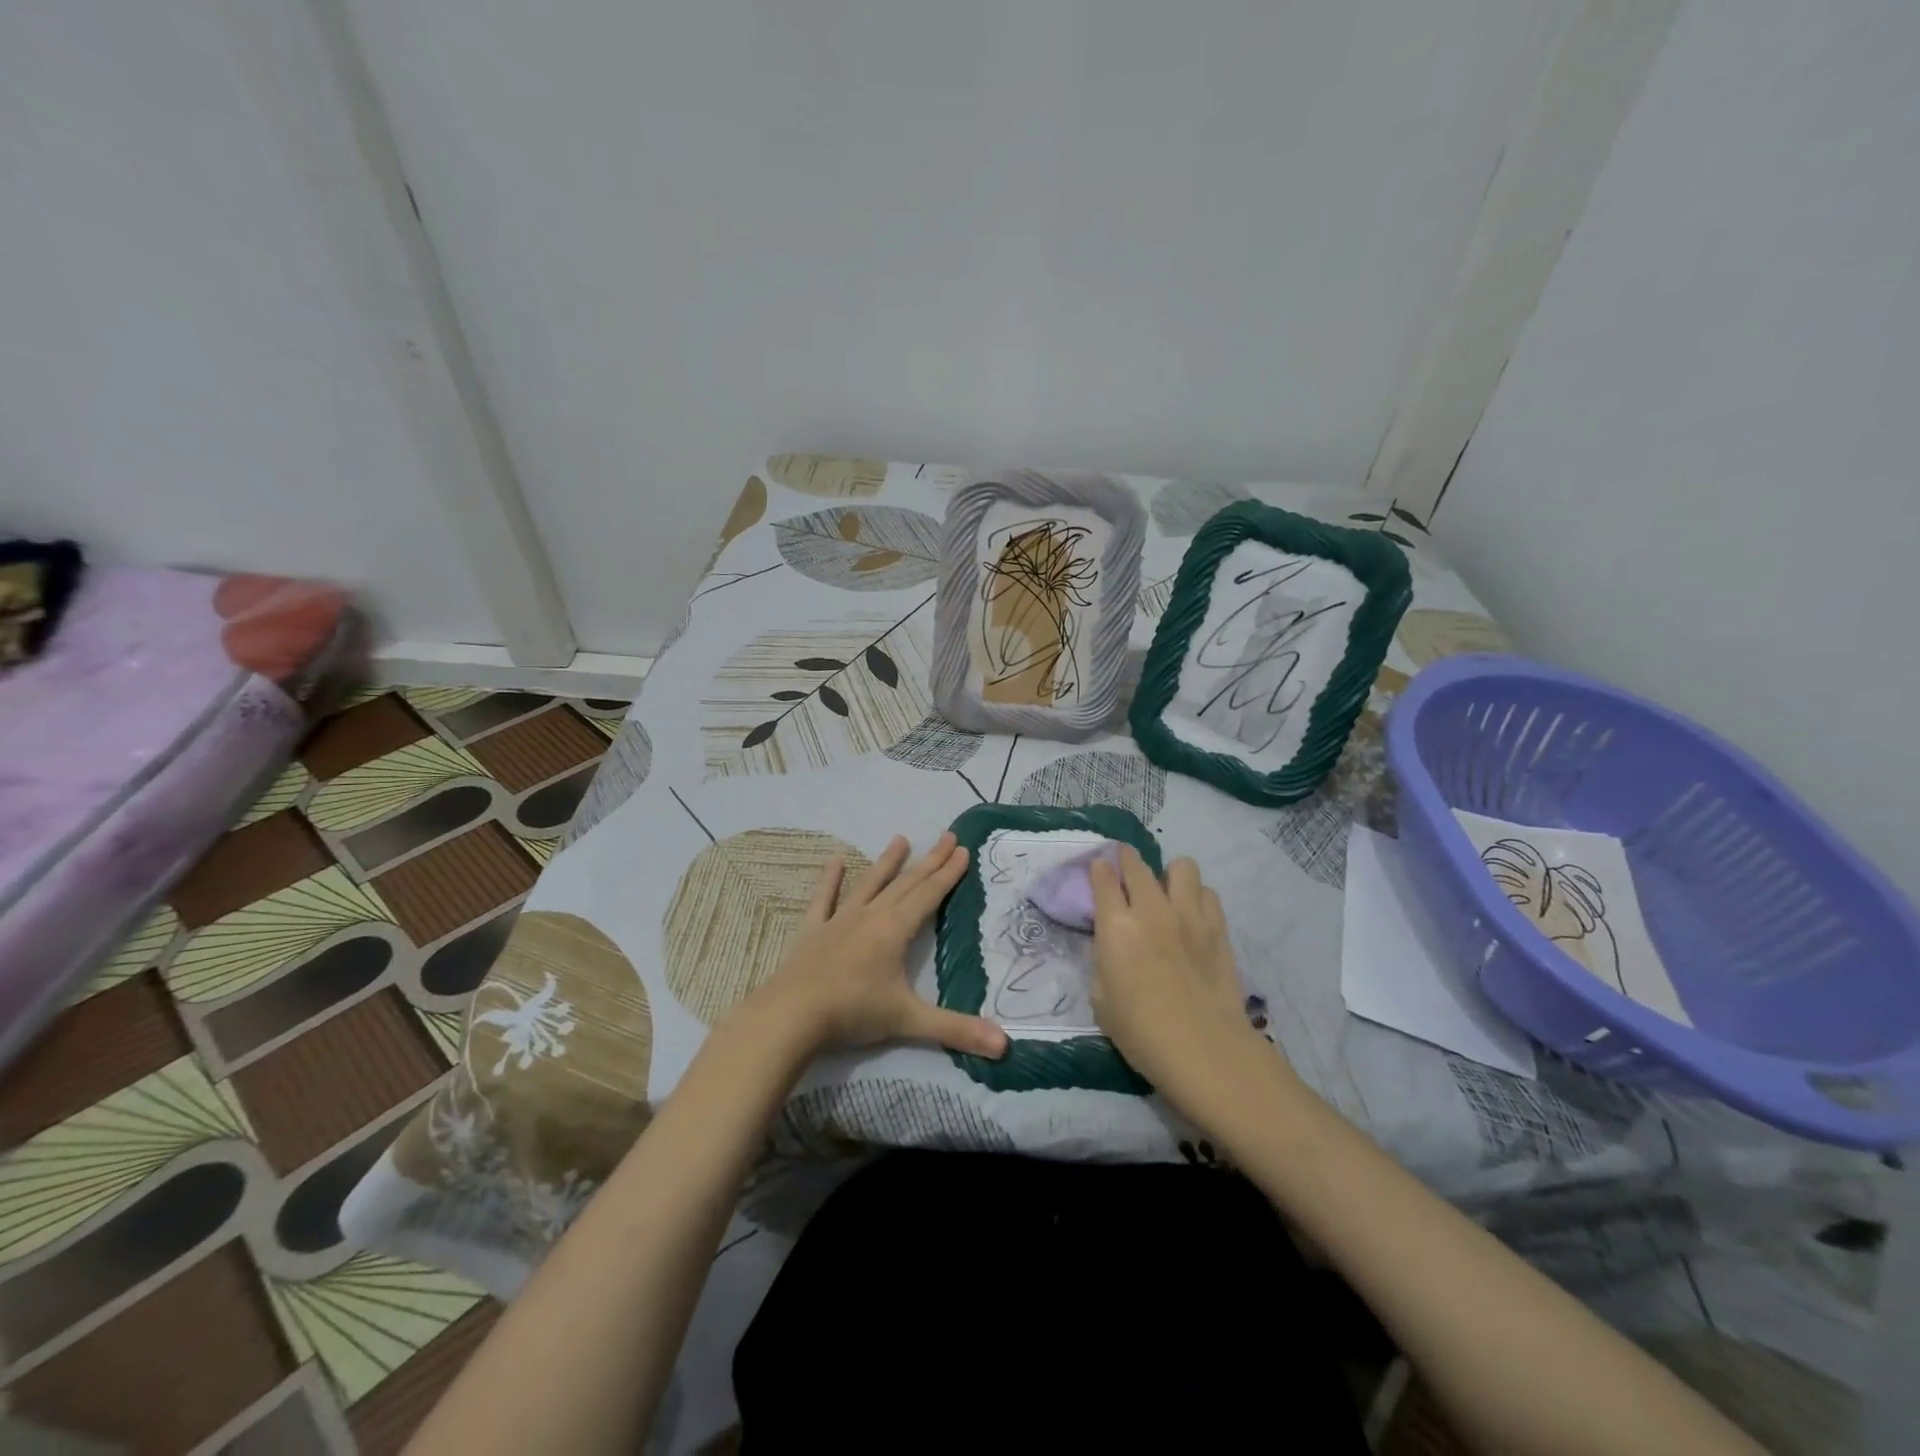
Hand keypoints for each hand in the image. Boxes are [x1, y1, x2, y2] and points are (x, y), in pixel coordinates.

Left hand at [749, 832, 1008, 1059]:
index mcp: (895, 930)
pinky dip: (830, 880)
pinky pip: (824, 899)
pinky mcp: (813, 930)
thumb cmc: (853, 1013)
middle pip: (906, 883)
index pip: (929, 895)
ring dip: (887, 862)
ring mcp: (839, 920)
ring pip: (870, 884)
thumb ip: (956, 1029)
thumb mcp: (908, 1021)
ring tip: (900, 839)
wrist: (791, 1014)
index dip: (948, 874)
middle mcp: (871, 916)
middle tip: (947, 836)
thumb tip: (1005, 1045)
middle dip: (929, 861)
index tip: (963, 849)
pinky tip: (835, 861)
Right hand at [1088, 847, 1291, 1113]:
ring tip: (1165, 892)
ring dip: (1168, 874)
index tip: (1097, 868)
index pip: (1104, 879)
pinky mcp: (1218, 929)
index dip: (1098, 868)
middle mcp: (1151, 911)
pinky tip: (1192, 915)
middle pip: (1137, 865)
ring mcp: (1189, 916)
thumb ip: (1104, 962)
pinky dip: (1197, 897)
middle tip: (1124, 868)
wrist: (1205, 1051)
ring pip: (1182, 867)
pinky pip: (1207, 893)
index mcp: (1116, 927)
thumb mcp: (1102, 1000)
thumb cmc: (1142, 1033)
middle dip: (1126, 859)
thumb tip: (1112, 946)